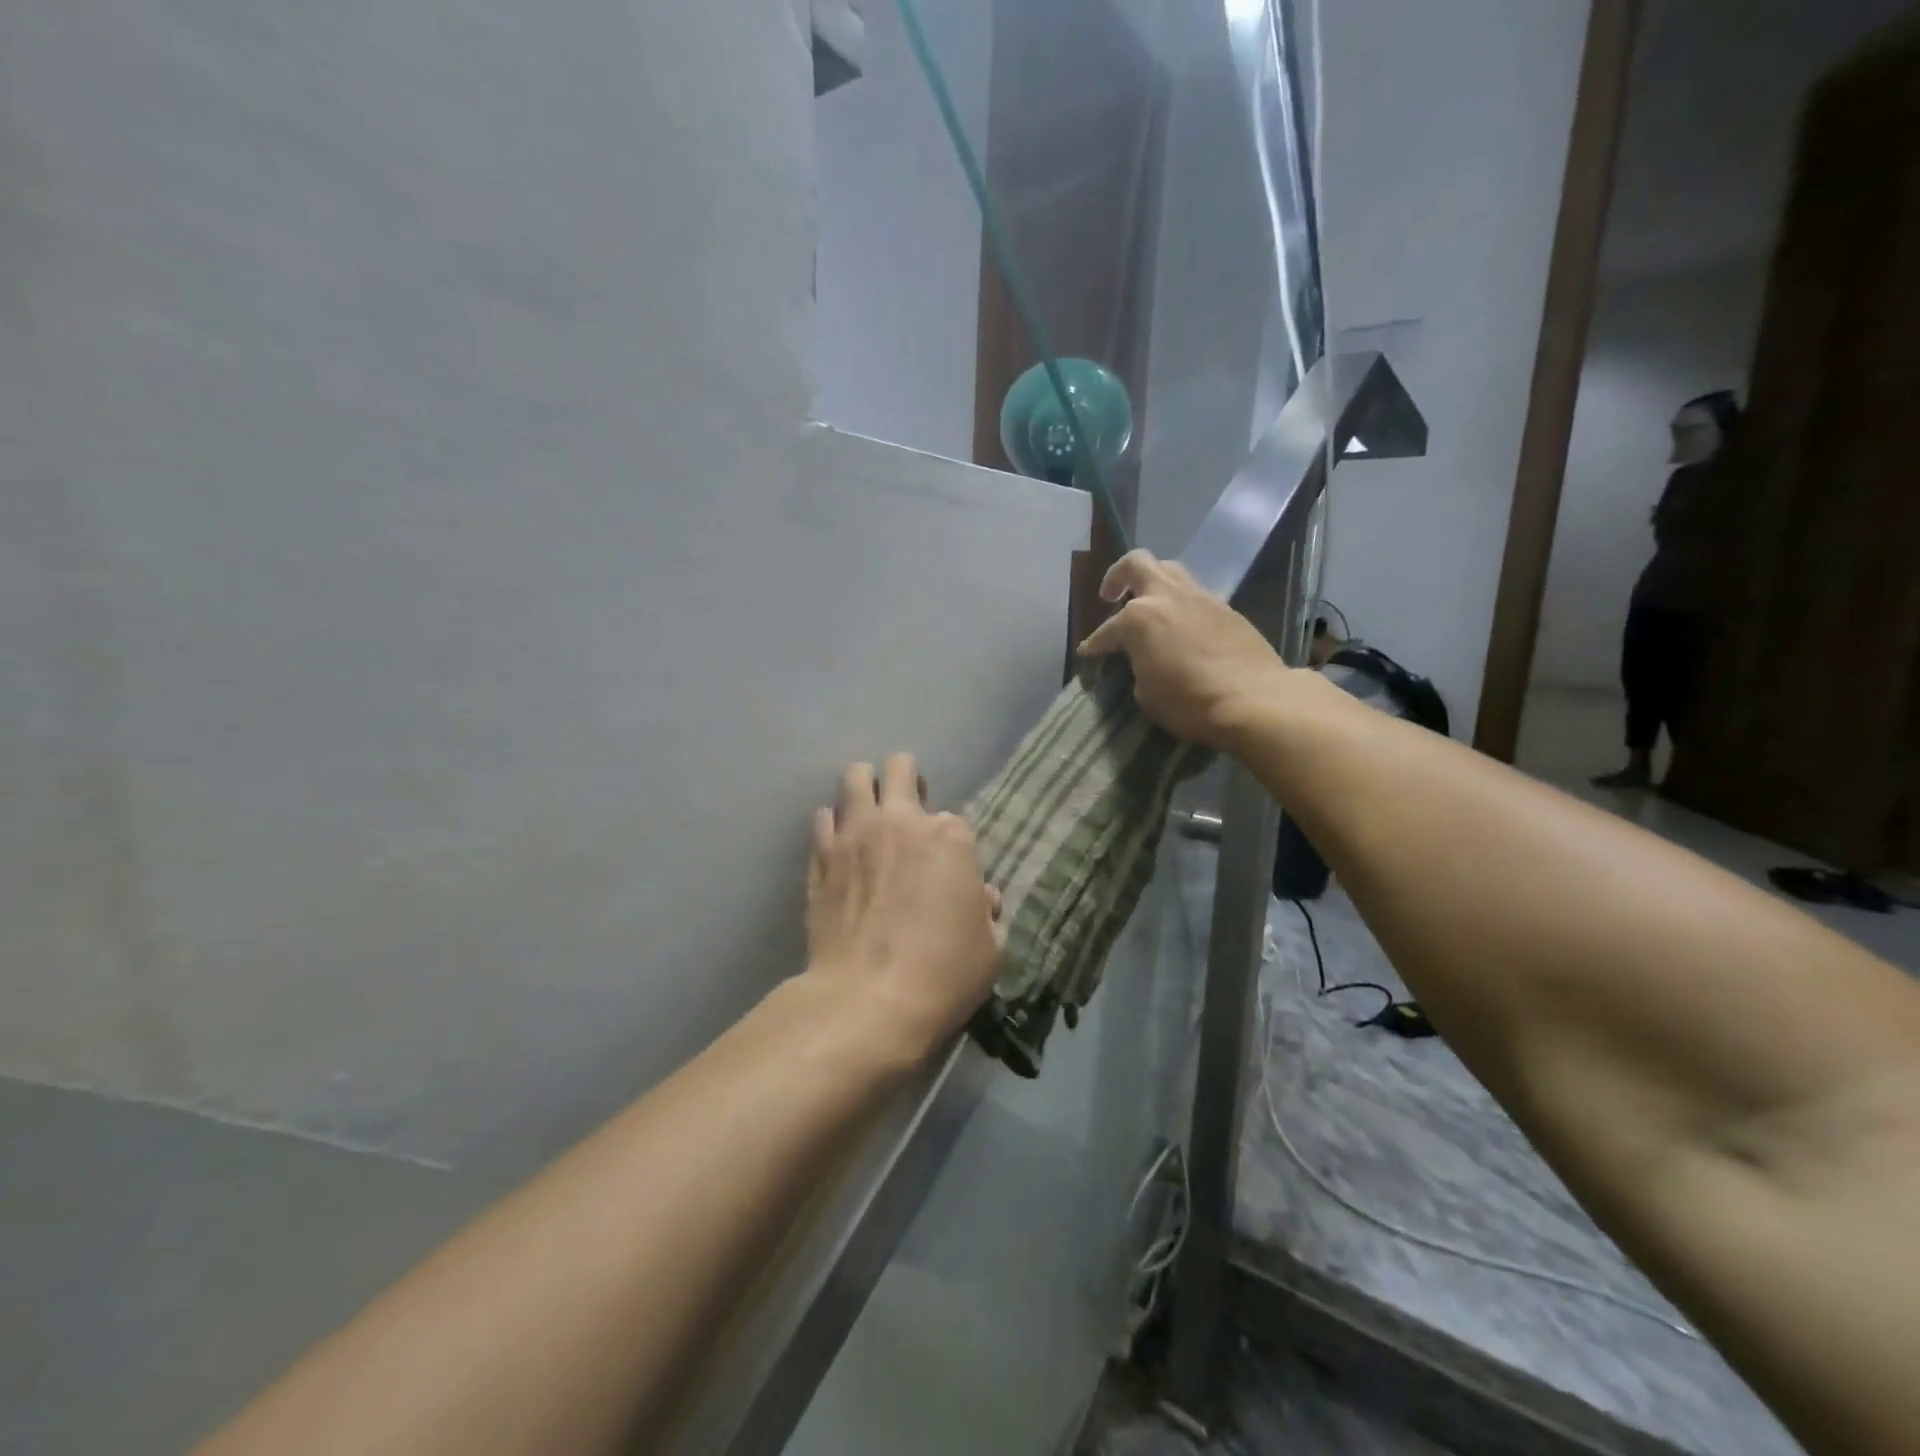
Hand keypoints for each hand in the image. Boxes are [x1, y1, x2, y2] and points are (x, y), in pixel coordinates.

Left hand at [805, 754, 1003, 1057]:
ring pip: (854, 778)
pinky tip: (839, 848)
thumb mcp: (991, 949)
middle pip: (900, 767)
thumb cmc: (943, 975)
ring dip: (864, 789)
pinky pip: (822, 819)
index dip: (953, 846)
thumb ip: (988, 913)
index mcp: (950, 838)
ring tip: (868, 816)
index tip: (949, 873)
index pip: (955, 821)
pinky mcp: (820, 857)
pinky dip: (833, 826)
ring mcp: (855, 834)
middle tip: (907, 810)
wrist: (867, 1001)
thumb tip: (981, 898)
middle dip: (906, 780)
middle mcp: (901, 821)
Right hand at [1078, 550, 1290, 750]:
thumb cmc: (1189, 702)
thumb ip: (1137, 667)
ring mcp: (1200, 597)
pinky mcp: (1226, 608)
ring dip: (1153, 583)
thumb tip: (1142, 661)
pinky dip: (1181, 603)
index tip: (1088, 653)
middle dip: (1118, 576)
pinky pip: (1194, 594)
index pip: (1105, 631)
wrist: (1254, 699)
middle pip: (1137, 564)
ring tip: (1149, 606)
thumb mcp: (1146, 694)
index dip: (1094, 645)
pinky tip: (1180, 626)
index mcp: (1138, 618)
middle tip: (1110, 596)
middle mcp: (1166, 596)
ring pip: (1170, 571)